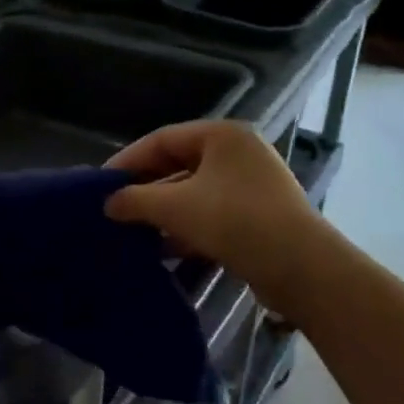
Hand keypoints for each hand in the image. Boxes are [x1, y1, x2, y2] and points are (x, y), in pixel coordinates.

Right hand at [105, 120, 320, 313]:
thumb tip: (108, 203)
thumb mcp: (175, 207)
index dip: (127, 160)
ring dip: (164, 211)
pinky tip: (165, 249)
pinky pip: (212, 213)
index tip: (101, 184)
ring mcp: (253, 184)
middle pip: (178, 164)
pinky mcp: (259, 215)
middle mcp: (239, 152)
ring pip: (194, 192)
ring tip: (134, 231)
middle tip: (115, 208)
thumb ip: (135, 199)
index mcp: (222, 135)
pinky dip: (187, 227)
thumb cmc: (234, 221)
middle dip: (146, 188)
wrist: (302, 268)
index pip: (161, 139)